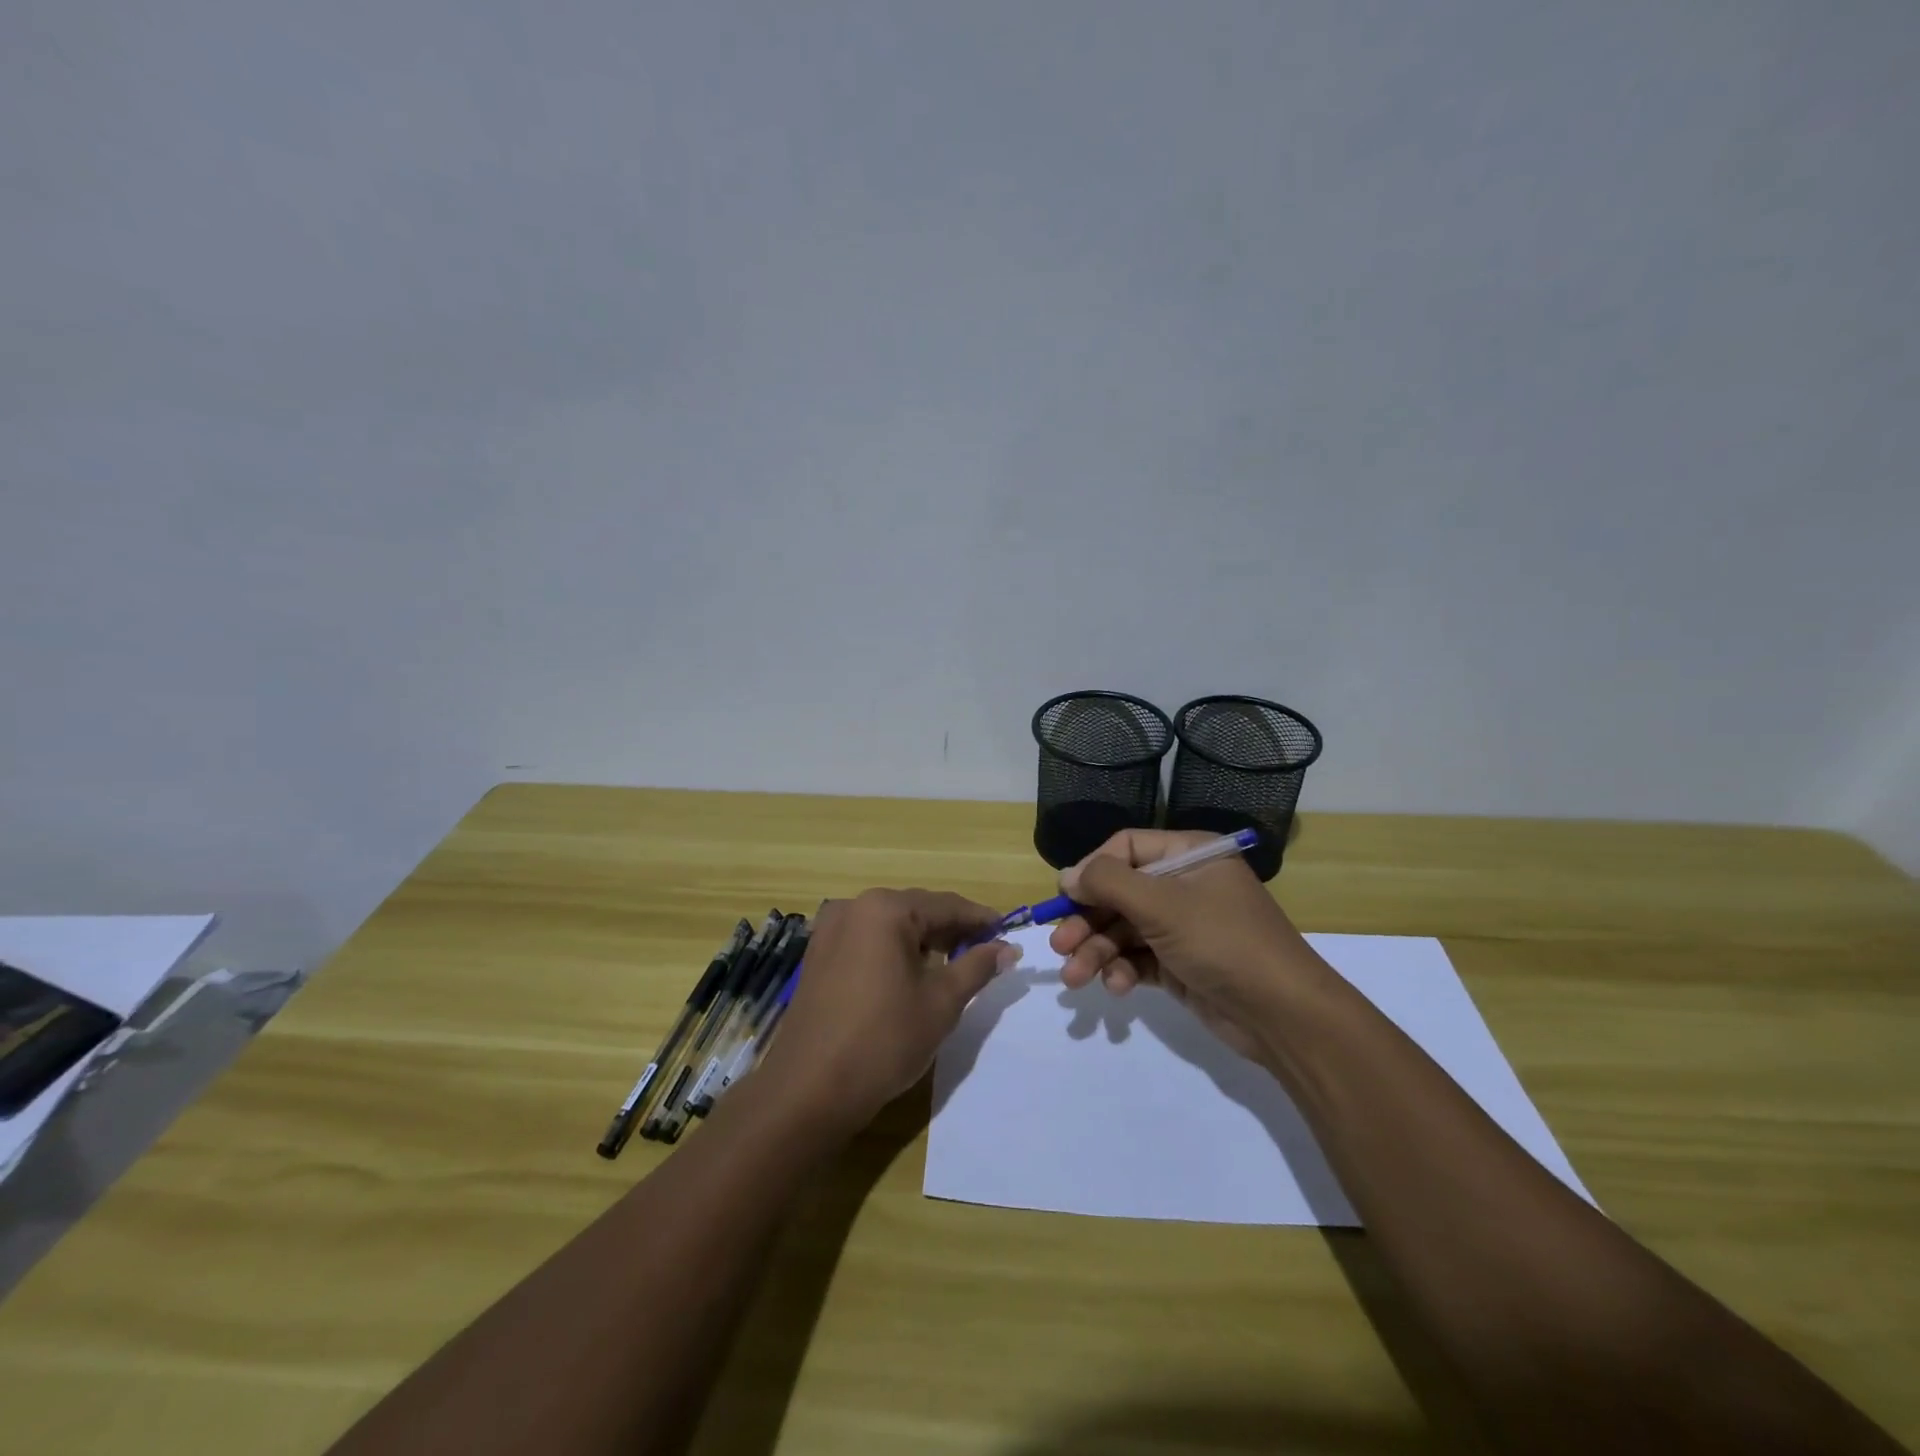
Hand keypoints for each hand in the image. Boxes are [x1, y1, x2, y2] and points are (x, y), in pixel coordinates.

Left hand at [755, 889, 1015, 1130]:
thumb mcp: (941, 1002)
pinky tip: (911, 975)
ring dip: (923, 941)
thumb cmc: (884, 1040)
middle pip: (916, 910)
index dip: (980, 919)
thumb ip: (977, 967)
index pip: (945, 905)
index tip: (1008, 932)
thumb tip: (1007, 948)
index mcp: (885, 909)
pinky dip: (894, 951)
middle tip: (985, 952)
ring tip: (954, 965)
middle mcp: (854, 907)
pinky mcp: (818, 956)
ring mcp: (830, 931)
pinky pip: (867, 941)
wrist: (809, 1089)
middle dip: (951, 930)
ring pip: (890, 926)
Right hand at [1049, 829, 1319, 1059]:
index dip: (1092, 869)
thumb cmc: (1223, 941)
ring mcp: (1182, 926)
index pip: (1126, 848)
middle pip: (1119, 893)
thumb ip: (1109, 882)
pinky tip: (1116, 987)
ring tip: (1075, 978)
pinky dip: (1121, 970)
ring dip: (1096, 952)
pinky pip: (1137, 958)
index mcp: (1188, 855)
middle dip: (1087, 921)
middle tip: (1059, 947)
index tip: (1066, 897)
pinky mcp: (1179, 963)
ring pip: (1123, 930)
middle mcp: (1183, 885)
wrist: (1283, 1015)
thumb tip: (1067, 875)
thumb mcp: (1163, 904)